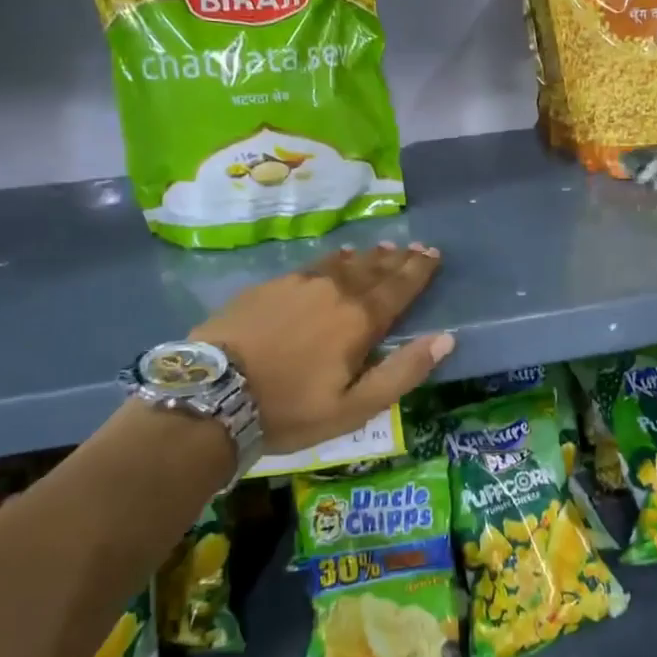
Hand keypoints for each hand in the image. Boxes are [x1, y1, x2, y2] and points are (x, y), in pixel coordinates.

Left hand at [191, 243, 451, 452]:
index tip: (433, 254)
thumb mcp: (355, 407)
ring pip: (344, 263)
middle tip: (417, 247)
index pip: (399, 287)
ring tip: (384, 248)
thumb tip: (445, 339)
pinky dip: (334, 259)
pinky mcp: (270, 285)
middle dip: (399, 259)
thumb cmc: (289, 409)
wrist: (212, 395)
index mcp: (360, 320)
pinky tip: (337, 258)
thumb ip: (403, 372)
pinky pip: (314, 264)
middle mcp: (335, 291)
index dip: (419, 271)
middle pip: (374, 269)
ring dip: (369, 256)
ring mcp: (299, 283)